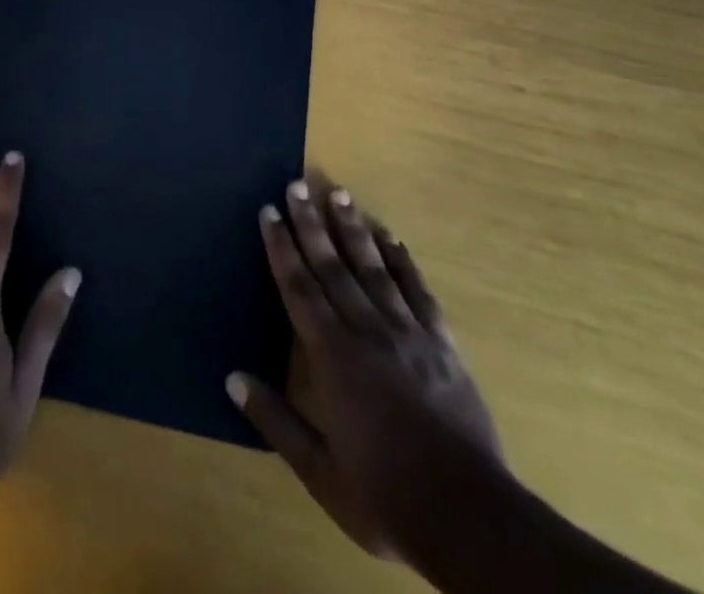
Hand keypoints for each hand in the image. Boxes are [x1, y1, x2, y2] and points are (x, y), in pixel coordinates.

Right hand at [228, 177, 505, 564]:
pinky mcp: (442, 344)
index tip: (269, 211)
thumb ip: (276, 420)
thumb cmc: (385, 496)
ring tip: (340, 194)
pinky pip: (418, 291)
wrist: (471, 519)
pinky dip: (402, 261)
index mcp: (333, 358)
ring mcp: (409, 333)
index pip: (299, 288)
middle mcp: (368, 331)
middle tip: (298, 184)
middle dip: (311, 223)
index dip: (282, 247)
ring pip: (374, 268)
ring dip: (353, 229)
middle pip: (333, 266)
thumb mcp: (320, 472)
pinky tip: (392, 238)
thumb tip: (232, 377)